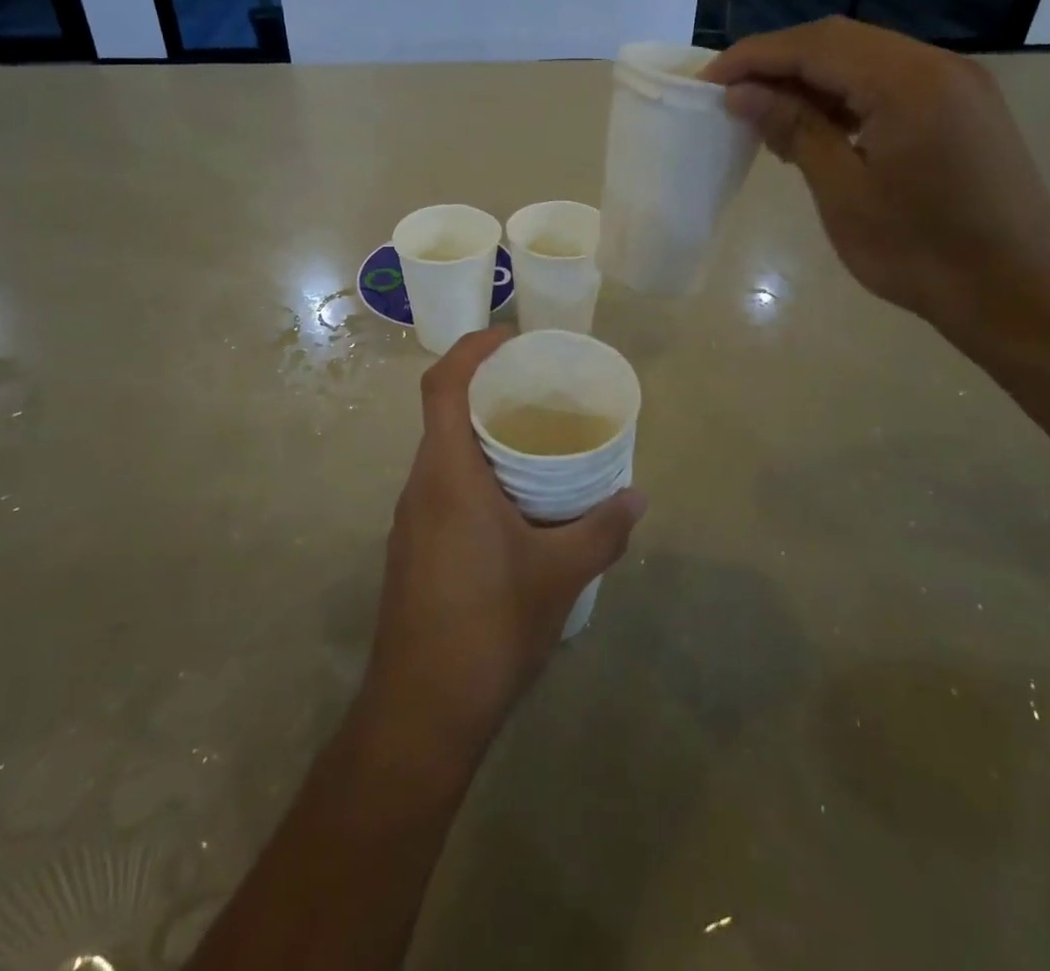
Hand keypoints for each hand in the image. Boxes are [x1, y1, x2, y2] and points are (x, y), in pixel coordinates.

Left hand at [362, 328, 646, 762]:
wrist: (421, 712)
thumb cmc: (489, 627)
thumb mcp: (560, 574)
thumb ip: (602, 529)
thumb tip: (637, 496)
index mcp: (447, 474)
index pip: (443, 385)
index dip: (472, 349)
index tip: (511, 337)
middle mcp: (421, 485)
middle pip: (443, 414)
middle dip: (487, 391)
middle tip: (538, 389)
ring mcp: (411, 520)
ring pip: (443, 454)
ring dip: (482, 438)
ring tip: (535, 444)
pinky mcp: (413, 550)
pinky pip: (444, 489)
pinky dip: (476, 476)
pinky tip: (515, 507)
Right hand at [702, 17, 1049, 333]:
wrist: (1019, 290)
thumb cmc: (922, 250)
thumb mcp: (844, 192)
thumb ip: (795, 130)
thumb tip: (742, 94)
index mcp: (907, 81)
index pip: (815, 45)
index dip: (754, 56)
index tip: (707, 82)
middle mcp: (935, 65)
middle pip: (839, 40)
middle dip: (777, 61)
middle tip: (730, 95)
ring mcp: (954, 83)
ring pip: (864, 58)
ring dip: (809, 77)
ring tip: (764, 112)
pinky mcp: (960, 106)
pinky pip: (888, 81)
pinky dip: (843, 94)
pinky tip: (816, 124)